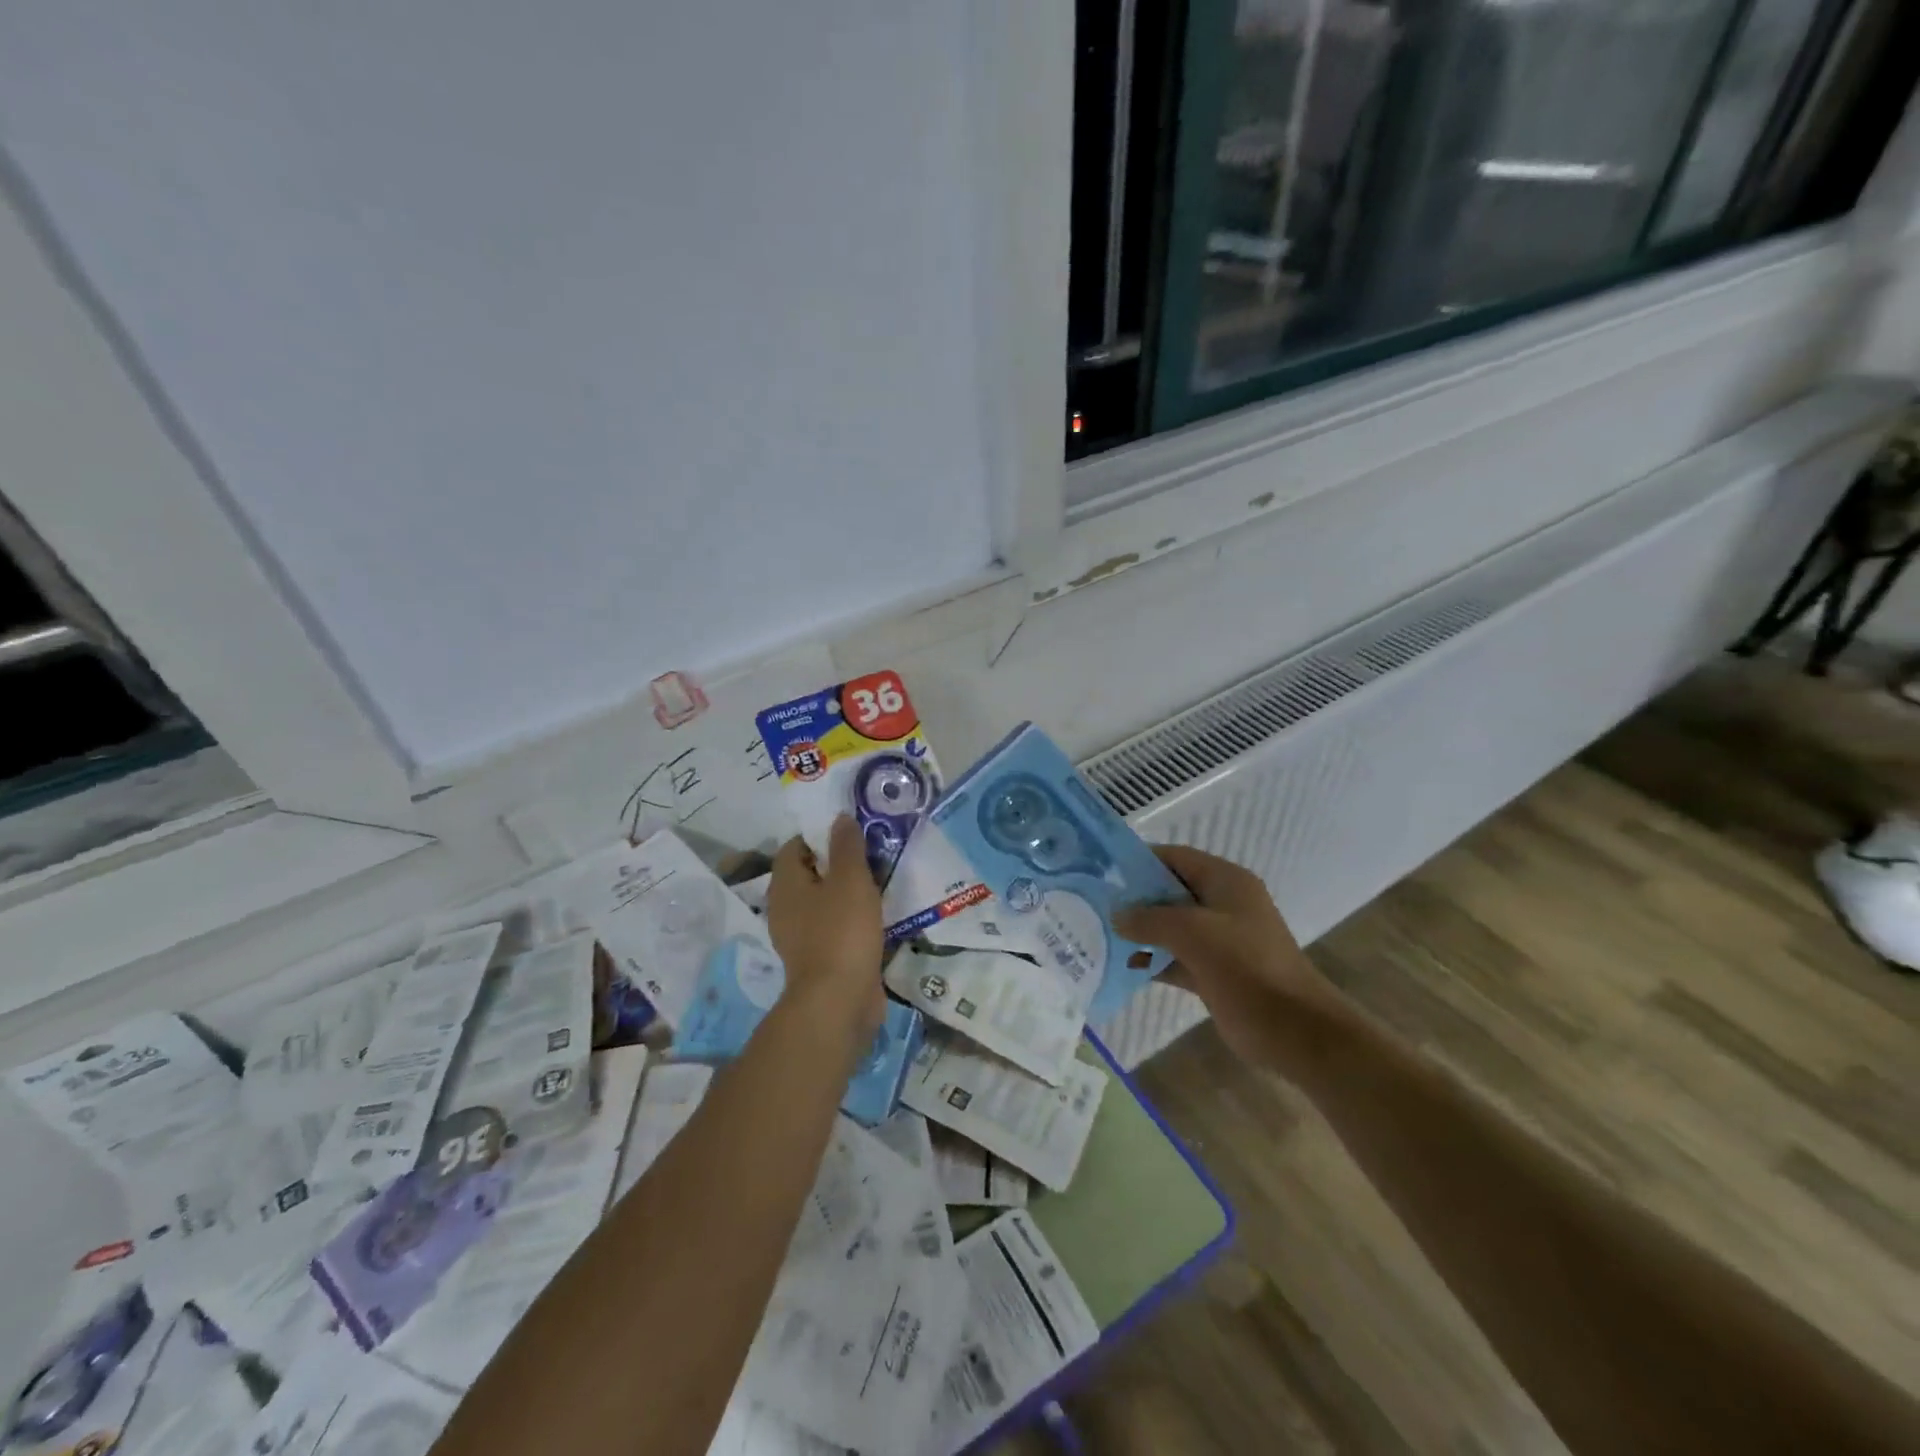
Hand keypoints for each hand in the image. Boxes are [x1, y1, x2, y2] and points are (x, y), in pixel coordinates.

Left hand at [766, 816, 885, 1045]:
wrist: (839, 1001)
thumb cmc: (841, 931)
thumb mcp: (850, 879)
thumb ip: (846, 846)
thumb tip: (840, 818)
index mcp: (785, 883)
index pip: (796, 845)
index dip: (821, 834)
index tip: (852, 832)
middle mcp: (785, 907)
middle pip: (811, 873)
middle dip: (839, 862)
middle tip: (872, 853)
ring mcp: (801, 935)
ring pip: (825, 901)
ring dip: (849, 892)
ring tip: (881, 881)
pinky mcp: (819, 957)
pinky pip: (835, 926)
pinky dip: (852, 918)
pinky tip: (877, 916)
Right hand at [1115, 845, 1346, 1072]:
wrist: (1294, 1030)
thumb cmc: (1246, 966)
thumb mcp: (1193, 932)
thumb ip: (1149, 919)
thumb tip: (1116, 915)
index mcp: (1226, 882)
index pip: (1176, 858)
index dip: (1140, 861)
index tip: (1104, 871)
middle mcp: (1223, 905)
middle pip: (1171, 891)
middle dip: (1135, 899)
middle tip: (1095, 904)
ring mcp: (1220, 940)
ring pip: (1171, 927)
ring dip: (1141, 931)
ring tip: (1100, 933)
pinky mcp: (1215, 972)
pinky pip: (1176, 957)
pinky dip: (1154, 960)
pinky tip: (1124, 965)